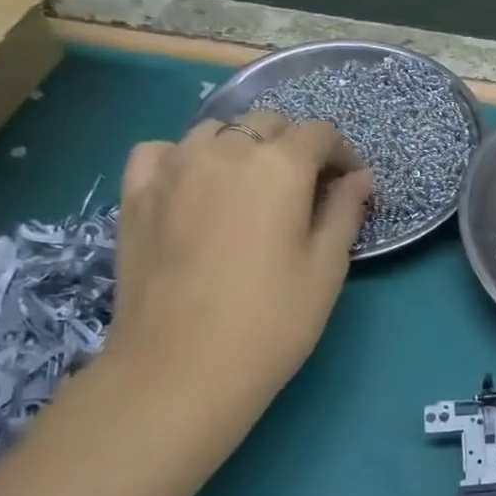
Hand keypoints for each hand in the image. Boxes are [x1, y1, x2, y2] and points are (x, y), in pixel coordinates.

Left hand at [106, 115, 373, 415]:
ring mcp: (173, 168)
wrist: (181, 370)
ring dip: (243, 148)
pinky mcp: (136, 194)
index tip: (351, 185)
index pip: (319, 134)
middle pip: (268, 125)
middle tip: (308, 191)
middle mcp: (224, 151)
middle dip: (296, 148)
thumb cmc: (272, 321)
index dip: (342, 154)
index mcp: (279, 166)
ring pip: (216, 131)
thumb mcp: (327, 268)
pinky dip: (186, 157)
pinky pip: (163, 151)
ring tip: (252, 188)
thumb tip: (359, 178)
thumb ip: (345, 211)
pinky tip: (194, 186)